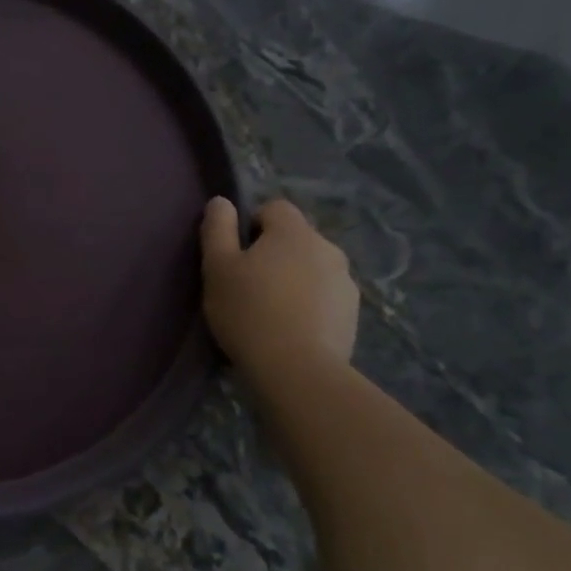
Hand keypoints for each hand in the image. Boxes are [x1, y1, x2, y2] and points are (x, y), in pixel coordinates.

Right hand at [200, 197, 357, 378]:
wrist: (297, 370)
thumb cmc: (248, 312)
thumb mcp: (217, 268)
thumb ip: (217, 229)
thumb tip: (221, 201)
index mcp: (294, 232)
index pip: (274, 208)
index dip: (251, 226)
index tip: (236, 256)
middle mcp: (327, 248)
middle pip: (295, 239)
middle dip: (274, 255)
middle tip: (248, 287)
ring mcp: (345, 282)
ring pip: (312, 268)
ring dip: (294, 280)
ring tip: (270, 313)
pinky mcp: (352, 313)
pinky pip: (325, 297)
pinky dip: (309, 305)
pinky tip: (290, 330)